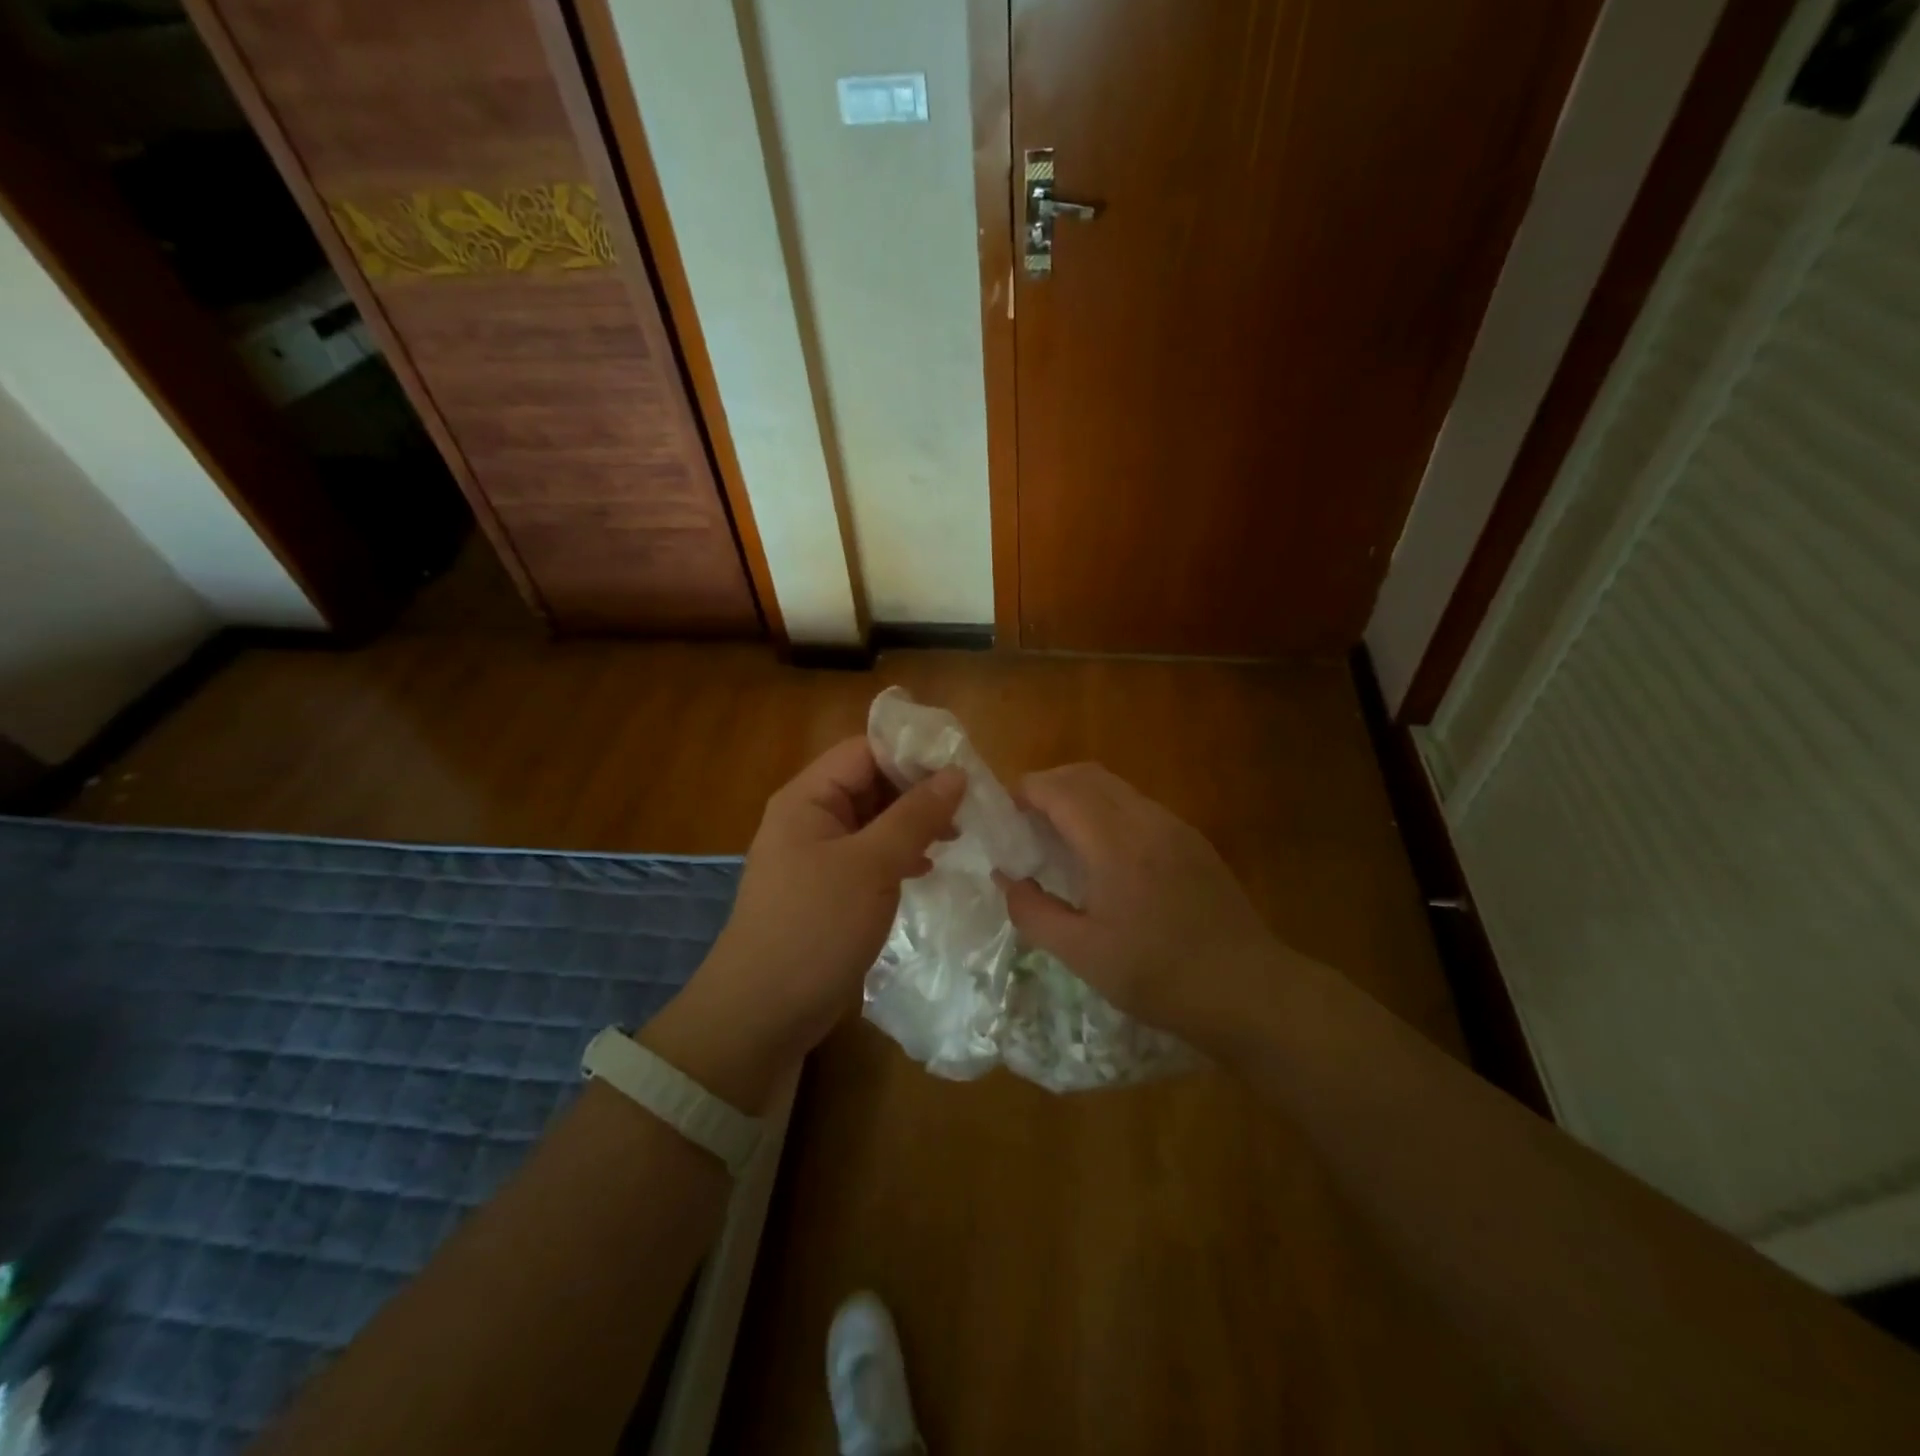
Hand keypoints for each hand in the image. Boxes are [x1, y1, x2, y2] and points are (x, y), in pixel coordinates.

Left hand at [644, 739, 963, 1107]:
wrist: (763, 1013)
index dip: (913, 752)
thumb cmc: (815, 927)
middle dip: (918, 790)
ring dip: (914, 824)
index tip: (964, 767)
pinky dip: (900, 855)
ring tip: (958, 835)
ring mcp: (819, 856)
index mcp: (809, 798)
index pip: (865, 750)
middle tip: (970, 804)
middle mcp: (811, 818)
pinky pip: (870, 855)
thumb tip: (957, 773)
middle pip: (871, 783)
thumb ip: (915, 816)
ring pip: (874, 821)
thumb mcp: (871, 865)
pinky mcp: (829, 889)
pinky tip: (928, 867)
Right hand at [997, 763, 1280, 1051]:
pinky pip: (1139, 806)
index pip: (1060, 790)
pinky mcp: (1193, 841)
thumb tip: (1007, 880)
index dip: (1025, 791)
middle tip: (1025, 820)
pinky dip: (1107, 810)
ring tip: (1060, 836)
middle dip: (1049, 785)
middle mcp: (1146, 820)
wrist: (1249, 990)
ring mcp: (1175, 827)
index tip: (1003, 813)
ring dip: (1080, 796)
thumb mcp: (1083, 955)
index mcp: (1115, 843)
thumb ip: (1034, 913)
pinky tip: (1104, 854)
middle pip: (1087, 775)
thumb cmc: (1160, 976)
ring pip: (1116, 787)